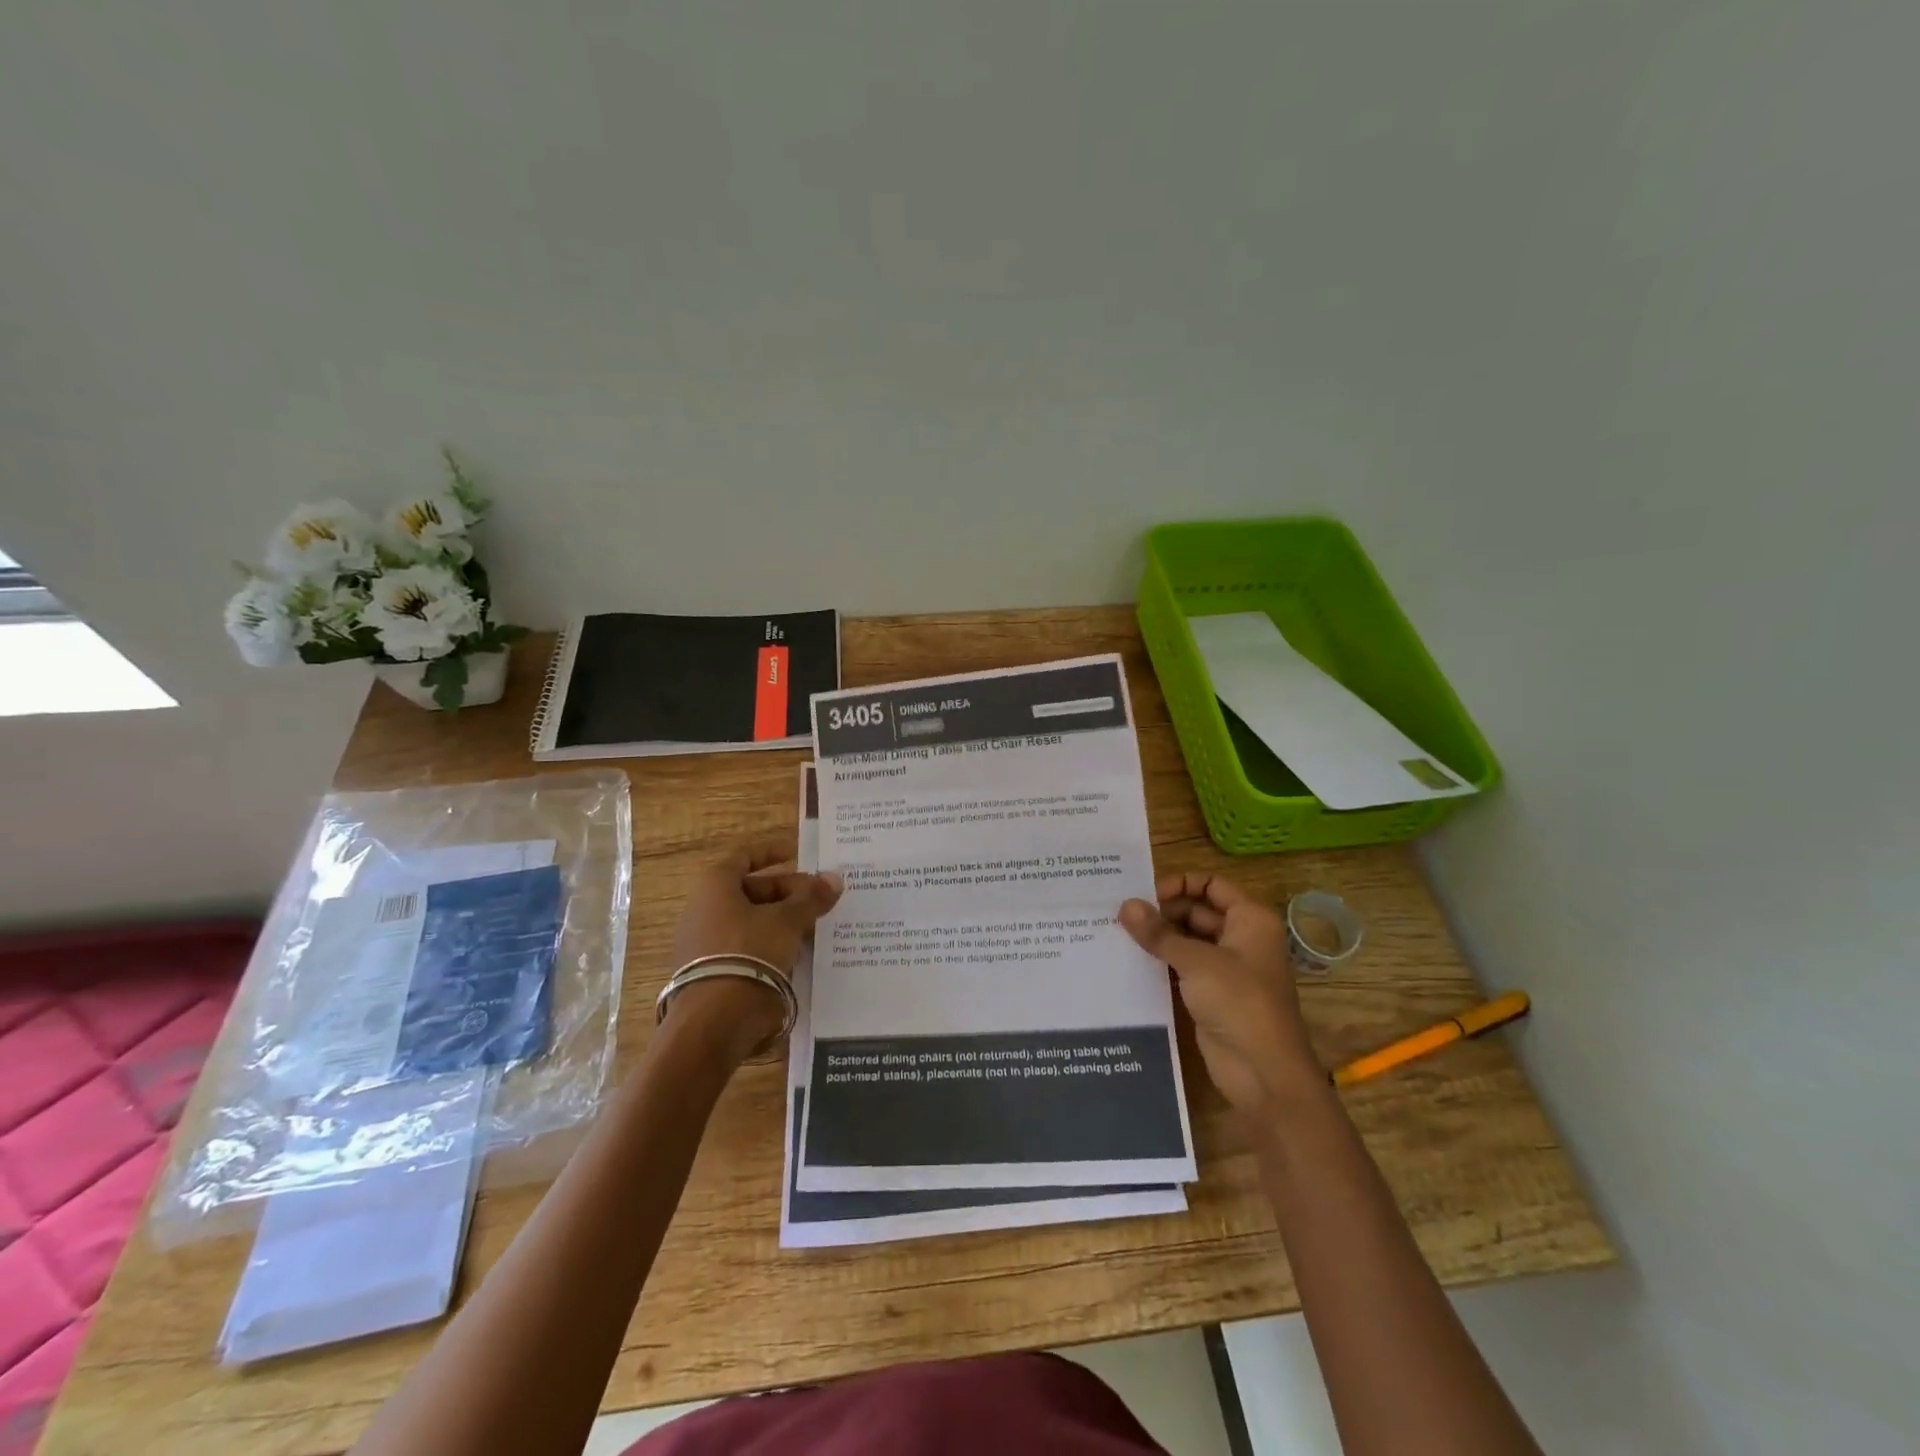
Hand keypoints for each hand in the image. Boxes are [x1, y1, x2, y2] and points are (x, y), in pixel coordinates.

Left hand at [663, 842, 841, 1061]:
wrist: (715, 1021)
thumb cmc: (749, 952)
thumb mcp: (788, 921)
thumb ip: (812, 899)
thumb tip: (834, 879)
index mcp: (715, 886)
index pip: (745, 857)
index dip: (773, 852)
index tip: (800, 855)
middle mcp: (704, 909)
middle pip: (753, 891)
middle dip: (789, 893)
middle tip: (821, 900)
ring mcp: (706, 943)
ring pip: (753, 922)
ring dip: (784, 921)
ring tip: (817, 927)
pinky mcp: (714, 972)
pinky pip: (748, 948)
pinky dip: (773, 945)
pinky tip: (800, 954)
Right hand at [1119, 872, 1324, 1115]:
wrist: (1264, 1073)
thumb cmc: (1239, 1002)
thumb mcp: (1196, 962)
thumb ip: (1158, 933)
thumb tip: (1125, 905)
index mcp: (1250, 920)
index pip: (1212, 885)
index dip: (1179, 884)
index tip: (1145, 895)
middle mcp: (1241, 938)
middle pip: (1197, 911)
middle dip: (1163, 912)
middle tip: (1121, 915)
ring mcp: (1227, 969)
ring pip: (1188, 941)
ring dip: (1159, 938)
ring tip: (1118, 934)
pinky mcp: (1212, 995)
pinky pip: (1183, 968)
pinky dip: (1161, 962)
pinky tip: (1130, 961)